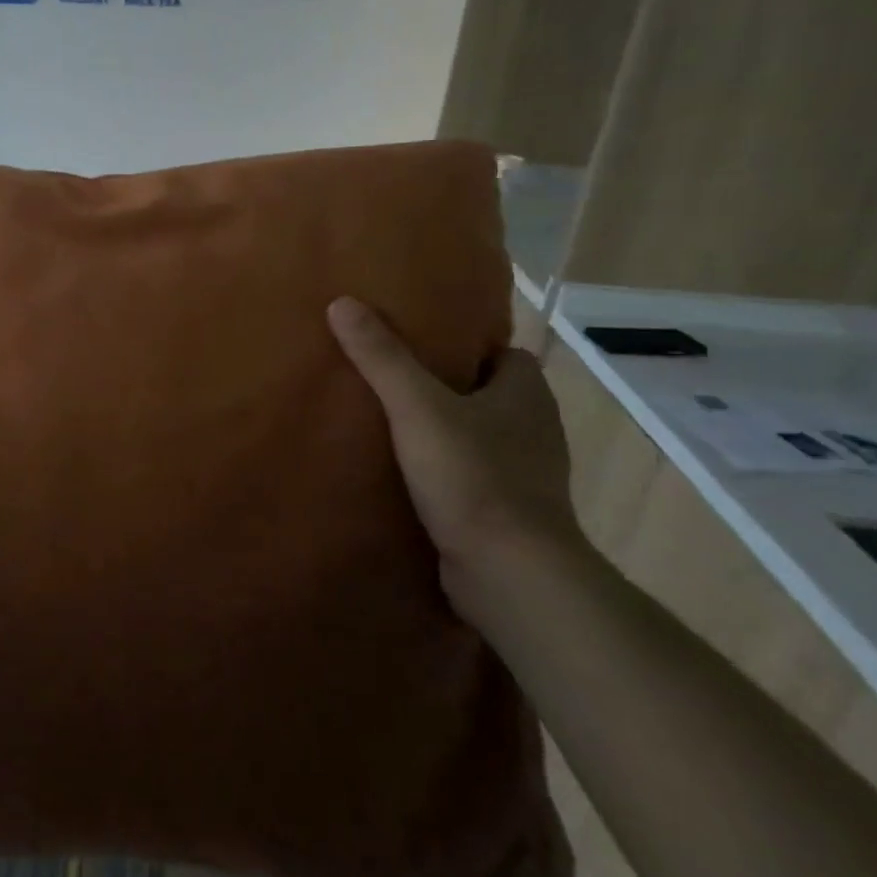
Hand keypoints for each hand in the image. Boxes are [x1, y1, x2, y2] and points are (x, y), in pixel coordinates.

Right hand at [327, 297, 584, 624]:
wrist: (508, 574)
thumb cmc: (472, 476)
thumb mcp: (417, 407)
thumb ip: (381, 357)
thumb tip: (343, 302)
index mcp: (526, 394)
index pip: (503, 352)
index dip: (467, 344)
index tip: (420, 340)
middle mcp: (533, 429)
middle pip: (488, 393)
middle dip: (447, 385)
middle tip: (391, 377)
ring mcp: (524, 474)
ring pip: (480, 435)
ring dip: (444, 430)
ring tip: (389, 422)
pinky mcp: (506, 511)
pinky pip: (472, 474)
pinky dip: (445, 470)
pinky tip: (405, 472)